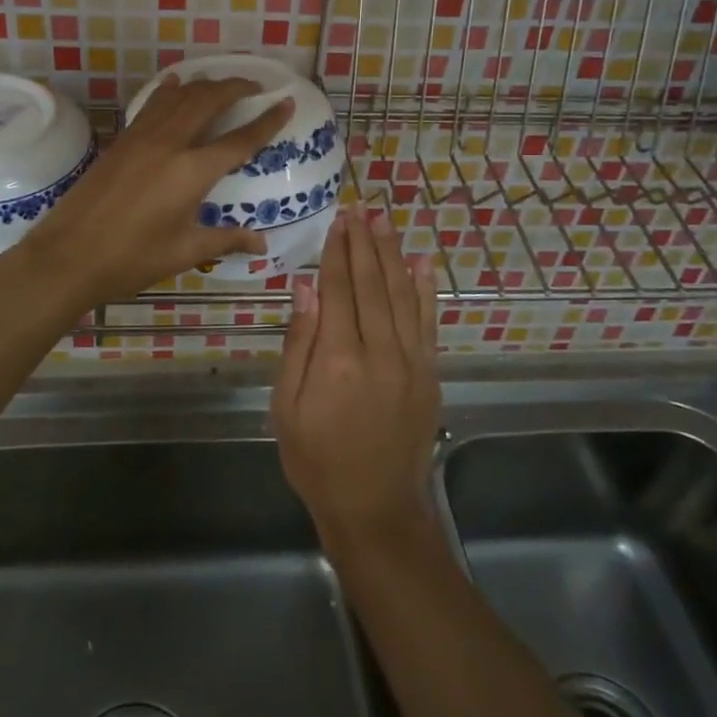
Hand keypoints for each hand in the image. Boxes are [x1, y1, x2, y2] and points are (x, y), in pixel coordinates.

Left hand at [27, 76, 291, 307]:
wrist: (69, 255)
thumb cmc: (133, 259)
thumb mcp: (185, 251)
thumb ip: (226, 239)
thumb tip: (261, 243)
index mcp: (193, 172)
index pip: (240, 139)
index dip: (267, 120)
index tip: (285, 101)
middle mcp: (170, 143)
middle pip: (208, 101)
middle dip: (235, 87)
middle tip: (253, 86)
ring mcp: (142, 137)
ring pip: (179, 96)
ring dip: (204, 85)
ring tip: (220, 85)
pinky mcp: (122, 140)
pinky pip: (153, 105)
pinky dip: (169, 91)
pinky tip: (174, 84)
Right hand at [273, 208, 438, 551]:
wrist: (375, 508)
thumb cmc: (317, 459)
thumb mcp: (287, 406)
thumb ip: (299, 343)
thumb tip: (304, 287)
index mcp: (337, 360)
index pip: (338, 290)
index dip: (337, 253)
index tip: (337, 221)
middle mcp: (379, 352)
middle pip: (372, 284)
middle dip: (365, 243)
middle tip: (360, 208)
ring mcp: (411, 362)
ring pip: (402, 295)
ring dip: (393, 254)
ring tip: (385, 221)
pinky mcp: (429, 374)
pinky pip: (428, 322)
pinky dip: (426, 289)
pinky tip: (422, 262)